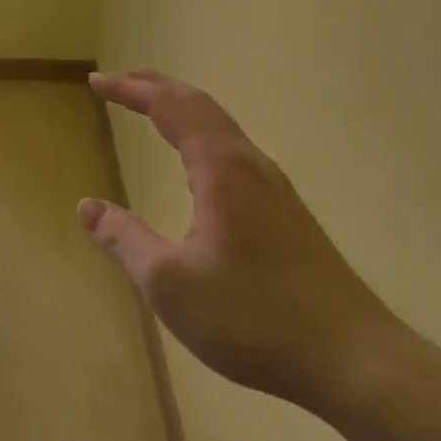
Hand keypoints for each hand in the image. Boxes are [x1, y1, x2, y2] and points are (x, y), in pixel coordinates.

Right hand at [83, 69, 405, 419]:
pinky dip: (201, 134)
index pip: (169, 107)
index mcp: (221, 168)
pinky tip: (199, 164)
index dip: (130, 90)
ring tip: (153, 108)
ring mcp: (273, 187)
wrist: (353, 359)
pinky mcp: (286, 212)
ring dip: (182, 109)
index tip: (96, 81)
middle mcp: (249, 164)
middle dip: (156, 88)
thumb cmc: (254, 316)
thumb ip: (125, 240)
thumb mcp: (171, 284)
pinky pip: (232, 150)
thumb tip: (87, 207)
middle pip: (199, 106)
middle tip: (121, 81)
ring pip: (220, 127)